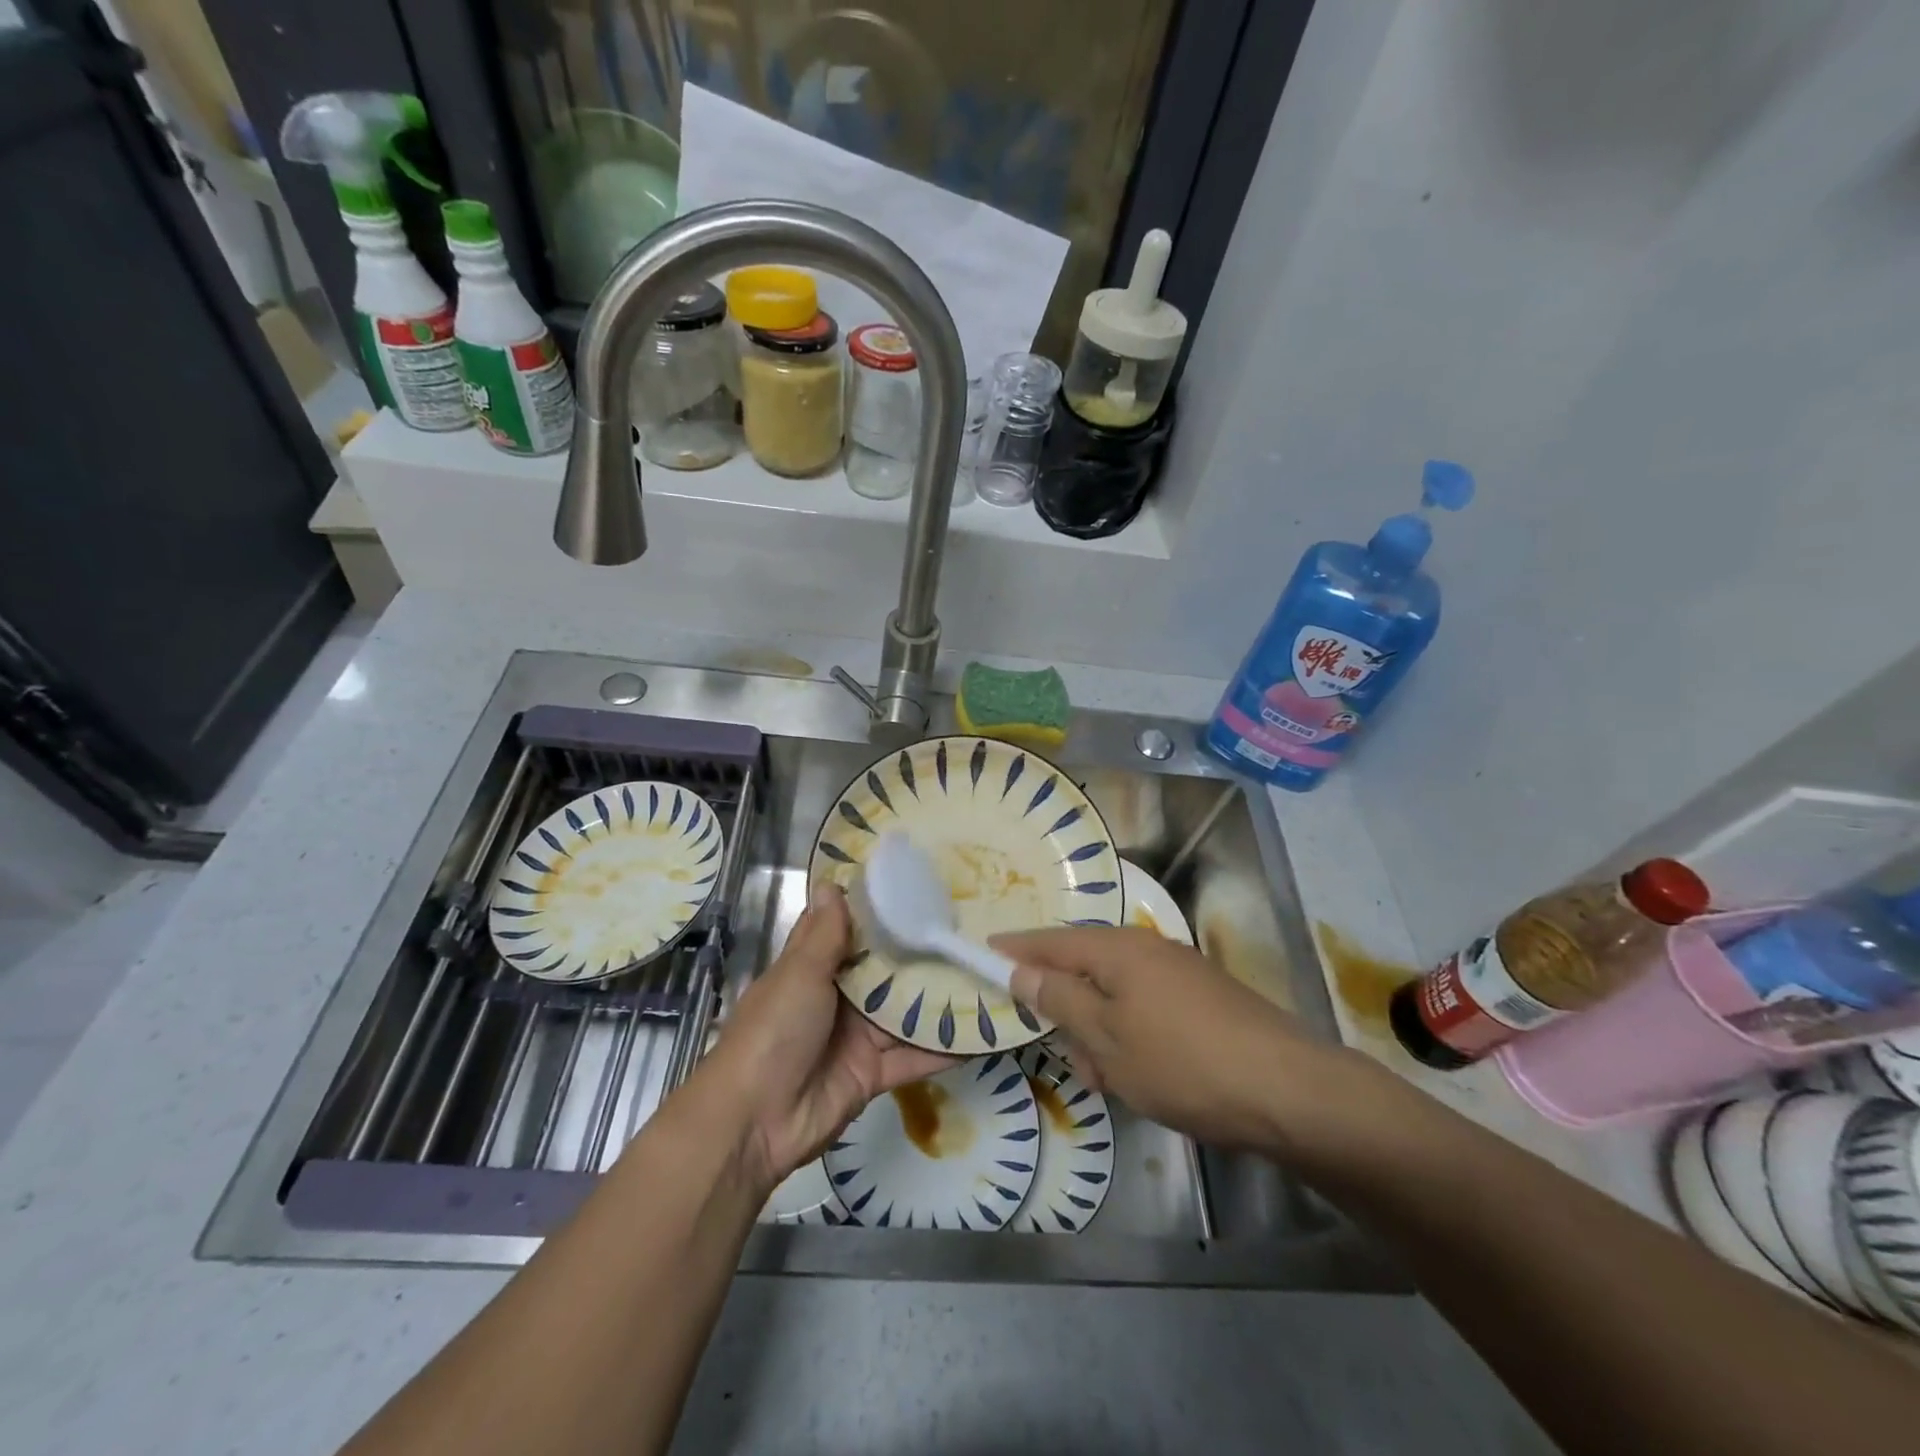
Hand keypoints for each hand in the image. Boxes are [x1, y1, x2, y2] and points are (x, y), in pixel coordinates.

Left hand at [694, 882, 955, 1193]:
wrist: (754, 1123)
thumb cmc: (773, 1032)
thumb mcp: (798, 975)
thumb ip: (823, 934)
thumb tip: (831, 882)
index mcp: (812, 969)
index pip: (849, 932)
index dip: (879, 912)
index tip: (917, 886)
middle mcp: (838, 999)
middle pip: (885, 972)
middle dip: (920, 954)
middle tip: (968, 927)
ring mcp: (857, 1038)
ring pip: (905, 1013)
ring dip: (939, 999)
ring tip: (985, 973)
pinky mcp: (874, 1074)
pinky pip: (914, 1057)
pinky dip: (944, 1049)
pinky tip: (982, 1032)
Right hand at [991, 925, 1337, 1151]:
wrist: (1289, 1092)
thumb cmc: (1182, 1063)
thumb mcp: (1106, 1038)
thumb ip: (1059, 999)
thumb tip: (1022, 970)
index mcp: (1117, 949)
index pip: (1049, 942)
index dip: (1015, 949)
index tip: (983, 951)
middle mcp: (1147, 948)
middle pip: (1084, 967)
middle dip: (1065, 1007)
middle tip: (1064, 1054)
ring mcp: (1179, 972)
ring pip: (1116, 995)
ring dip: (1100, 1031)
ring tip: (1107, 1080)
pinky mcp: (1204, 1000)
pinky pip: (1146, 1008)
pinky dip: (1131, 1036)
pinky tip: (1142, 1076)